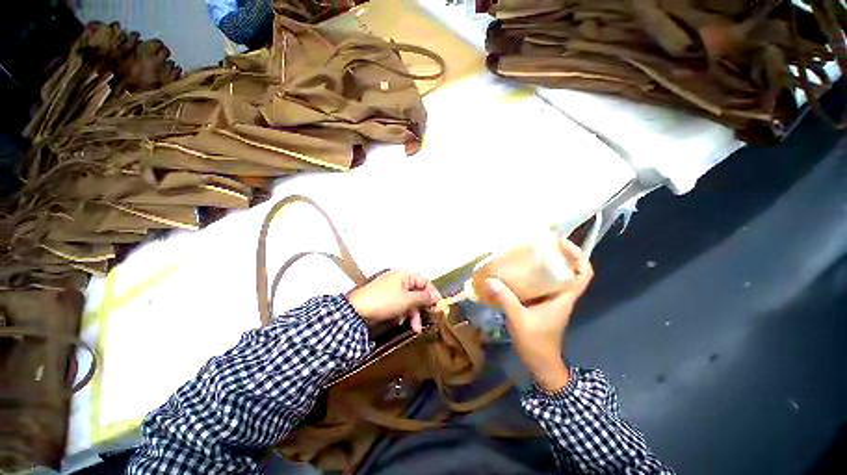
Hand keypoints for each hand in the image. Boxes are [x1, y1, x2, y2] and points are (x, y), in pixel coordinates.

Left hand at [347, 270, 440, 332]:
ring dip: (412, 314)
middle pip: (416, 292)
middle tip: (427, 319)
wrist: (356, 311)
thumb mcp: (407, 300)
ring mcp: (391, 289)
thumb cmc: (384, 301)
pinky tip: (400, 322)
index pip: (424, 281)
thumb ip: (423, 298)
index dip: (432, 293)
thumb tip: (435, 296)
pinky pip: (398, 304)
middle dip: (421, 307)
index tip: (438, 306)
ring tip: (414, 328)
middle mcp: (399, 280)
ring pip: (408, 300)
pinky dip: (402, 313)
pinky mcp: (384, 299)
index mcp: (404, 275)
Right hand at [485, 238, 593, 391]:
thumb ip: (505, 299)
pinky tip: (516, 272)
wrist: (540, 365)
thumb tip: (489, 280)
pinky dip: (532, 276)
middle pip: (568, 270)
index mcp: (564, 298)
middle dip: (558, 255)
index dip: (578, 256)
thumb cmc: (537, 343)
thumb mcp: (519, 320)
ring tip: (527, 253)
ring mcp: (551, 300)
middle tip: (539, 243)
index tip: (562, 243)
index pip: (583, 274)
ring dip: (544, 264)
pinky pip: (540, 285)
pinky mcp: (541, 304)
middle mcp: (561, 296)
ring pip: (553, 277)